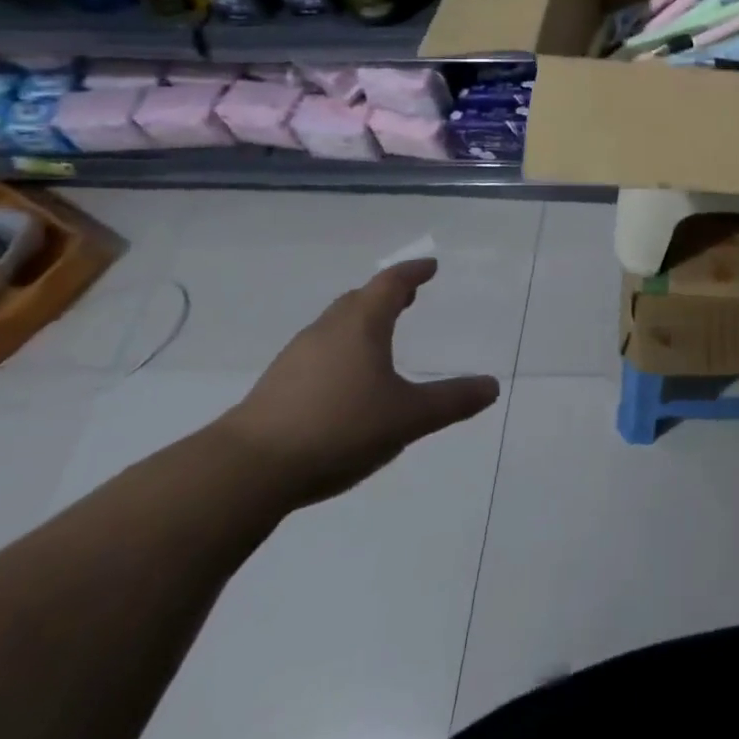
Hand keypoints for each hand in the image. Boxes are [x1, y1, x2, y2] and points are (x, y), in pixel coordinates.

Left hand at [211, 260, 499, 507]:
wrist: (245, 471)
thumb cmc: (338, 428)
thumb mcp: (407, 418)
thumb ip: (451, 401)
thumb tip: (492, 386)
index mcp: (362, 325)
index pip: (391, 283)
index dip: (413, 272)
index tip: (430, 267)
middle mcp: (328, 330)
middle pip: (359, 299)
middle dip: (385, 295)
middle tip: (407, 298)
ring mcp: (296, 358)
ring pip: (335, 325)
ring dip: (360, 322)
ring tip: (379, 337)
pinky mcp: (275, 387)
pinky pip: (317, 352)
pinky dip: (339, 350)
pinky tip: (343, 381)